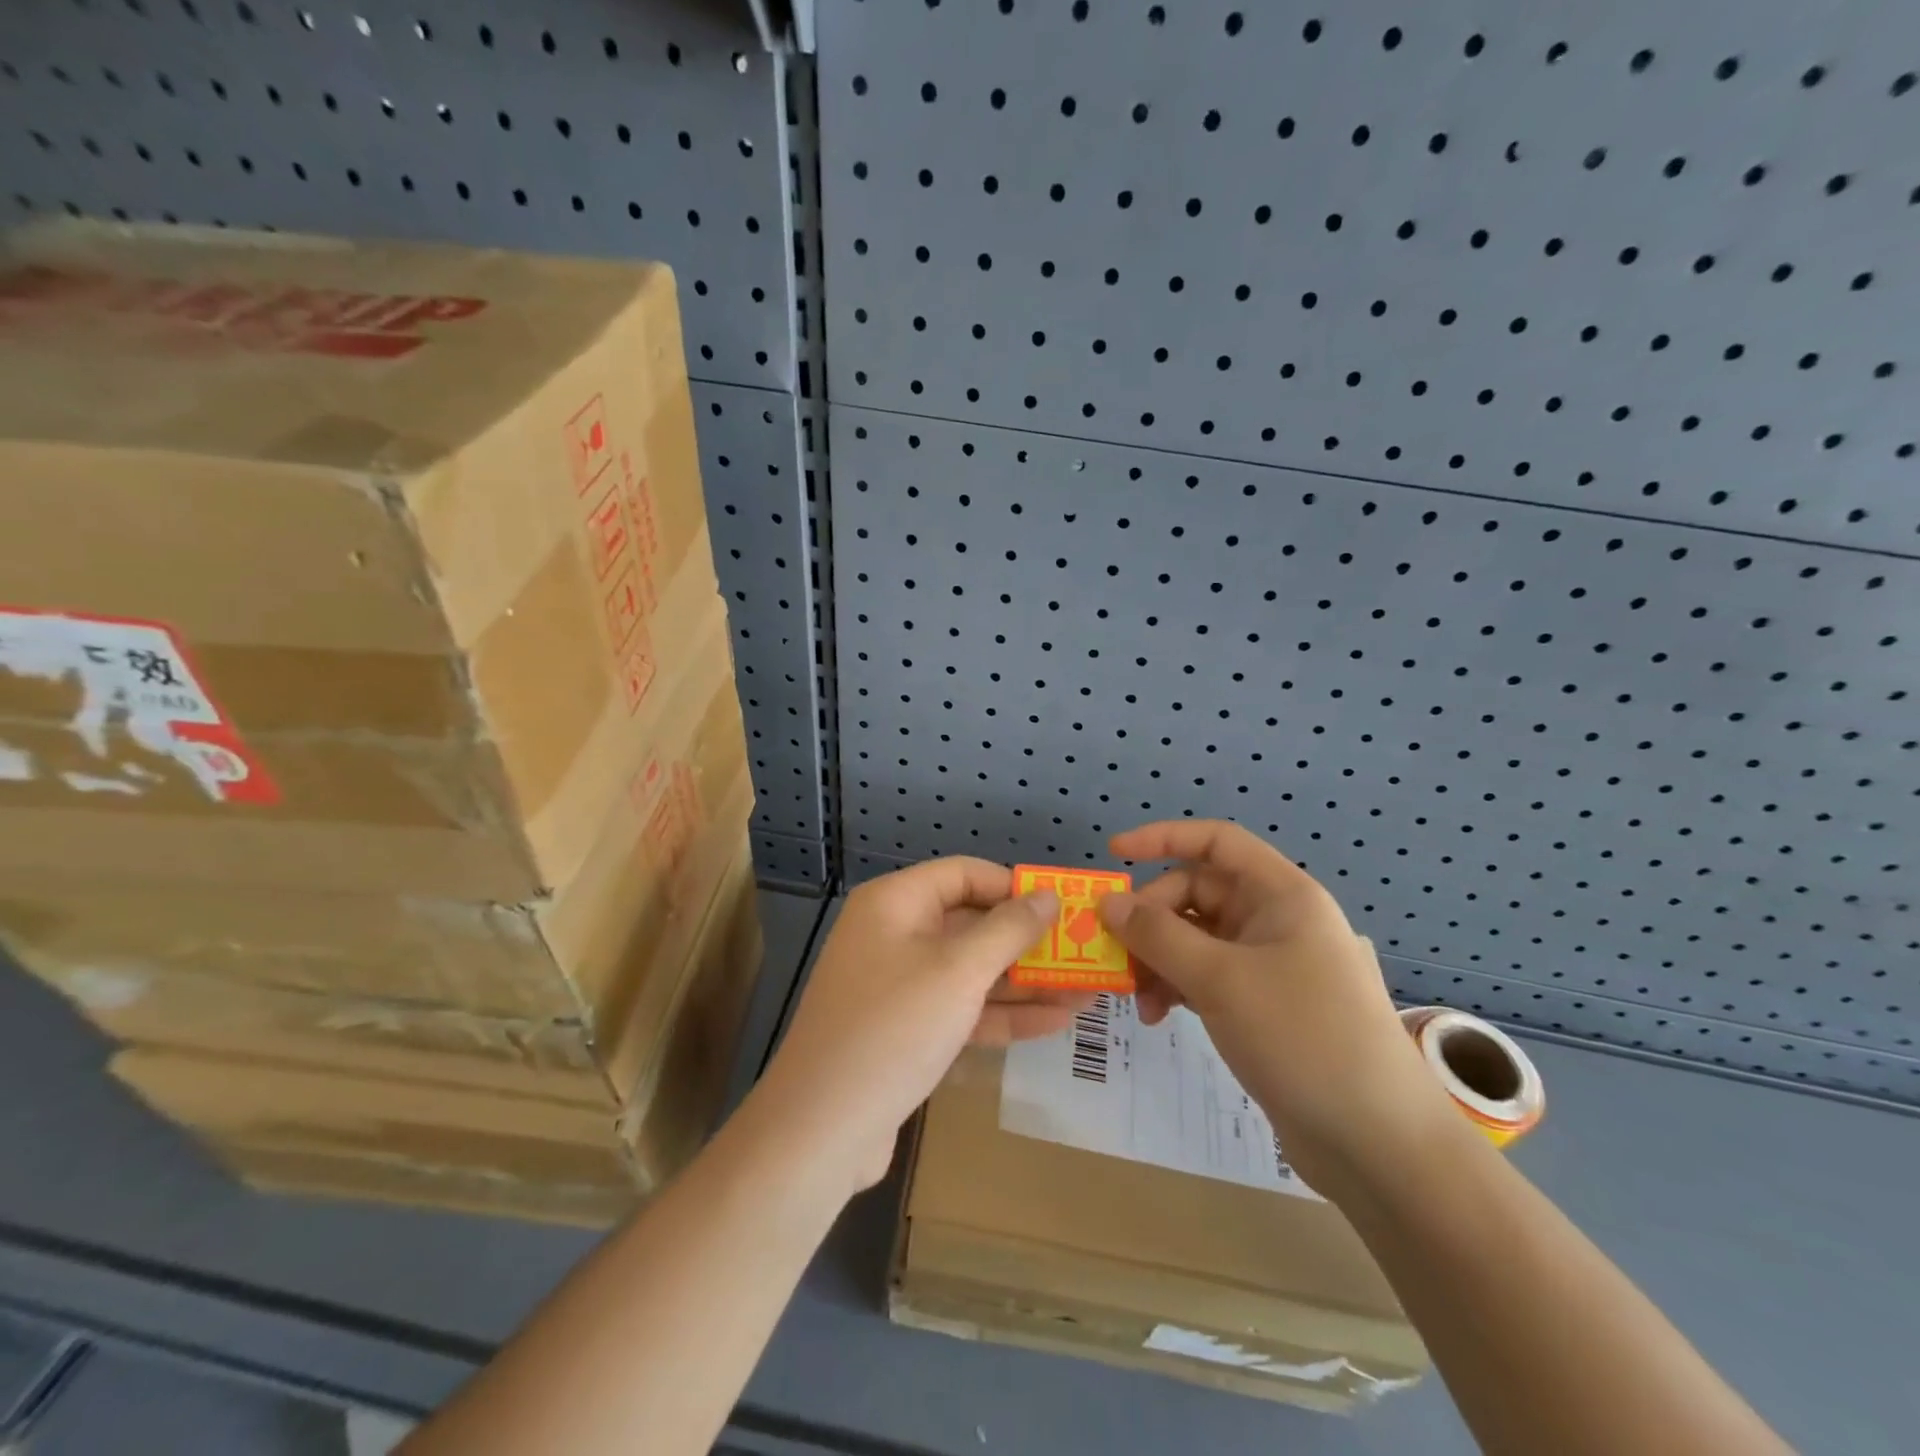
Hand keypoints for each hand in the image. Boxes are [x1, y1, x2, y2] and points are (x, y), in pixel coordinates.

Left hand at [754, 858, 1068, 1194]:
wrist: (822, 1129)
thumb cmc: (894, 1028)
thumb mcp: (959, 971)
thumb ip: (1008, 929)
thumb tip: (1047, 895)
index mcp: (895, 903)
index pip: (964, 874)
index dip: (1014, 887)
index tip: (1062, 909)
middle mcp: (894, 934)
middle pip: (971, 924)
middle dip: (1028, 942)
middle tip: (1083, 953)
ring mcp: (899, 986)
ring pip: (971, 972)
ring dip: (1025, 983)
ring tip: (1087, 991)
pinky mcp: (906, 1031)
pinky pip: (961, 1009)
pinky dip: (1003, 1015)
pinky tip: (1056, 1022)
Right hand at [1099, 821, 1453, 1190]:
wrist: (1379, 1144)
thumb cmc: (1303, 1037)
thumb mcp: (1220, 979)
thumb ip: (1157, 935)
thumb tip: (1108, 903)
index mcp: (1281, 894)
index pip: (1216, 841)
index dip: (1163, 837)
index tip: (1114, 854)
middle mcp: (1276, 920)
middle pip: (1197, 893)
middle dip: (1152, 920)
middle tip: (1119, 956)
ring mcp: (1270, 964)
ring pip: (1196, 939)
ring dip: (1159, 960)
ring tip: (1138, 1001)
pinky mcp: (1263, 1005)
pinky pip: (1206, 975)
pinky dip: (1177, 987)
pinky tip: (1159, 1015)